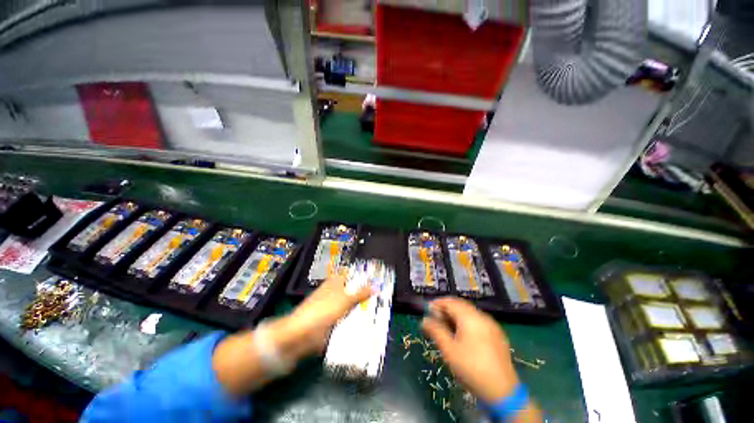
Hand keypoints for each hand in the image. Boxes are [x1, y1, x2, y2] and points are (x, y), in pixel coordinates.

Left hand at [272, 274, 373, 359]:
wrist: (301, 336)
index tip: (377, 279)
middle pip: (353, 291)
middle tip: (383, 296)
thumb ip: (361, 293)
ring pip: (352, 306)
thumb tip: (376, 286)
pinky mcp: (333, 323)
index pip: (352, 275)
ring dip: (362, 309)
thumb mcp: (345, 300)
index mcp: (336, 282)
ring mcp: (334, 309)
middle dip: (366, 294)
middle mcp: (335, 293)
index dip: (363, 276)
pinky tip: (370, 324)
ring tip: (381, 310)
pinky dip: (356, 321)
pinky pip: (348, 320)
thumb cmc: (323, 310)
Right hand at [422, 297, 518, 404]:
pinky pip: (478, 321)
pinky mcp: (497, 334)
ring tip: (447, 328)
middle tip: (436, 320)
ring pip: (469, 313)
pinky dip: (467, 322)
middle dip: (446, 309)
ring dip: (456, 316)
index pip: (450, 302)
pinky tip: (463, 335)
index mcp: (470, 317)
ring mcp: (492, 325)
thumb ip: (435, 331)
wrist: (503, 392)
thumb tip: (424, 320)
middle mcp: (482, 316)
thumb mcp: (449, 350)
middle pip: (460, 305)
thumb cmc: (471, 369)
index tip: (427, 311)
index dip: (437, 303)